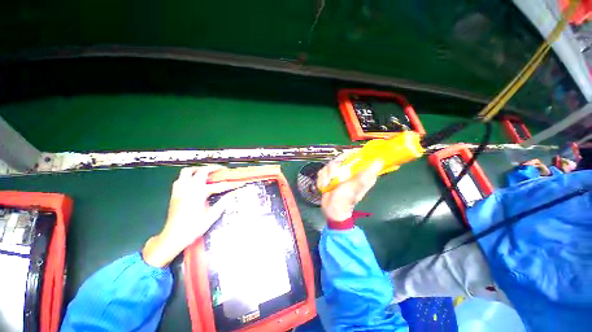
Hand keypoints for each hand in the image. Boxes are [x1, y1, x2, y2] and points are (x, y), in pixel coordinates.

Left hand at [142, 165, 243, 267]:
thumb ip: (223, 203)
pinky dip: (189, 176)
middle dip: (213, 168)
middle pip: (201, 171)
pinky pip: (181, 178)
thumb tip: (233, 195)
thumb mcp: (211, 216)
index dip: (230, 185)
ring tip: (207, 172)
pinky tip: (194, 181)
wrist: (173, 237)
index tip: (238, 184)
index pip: (218, 186)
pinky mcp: (175, 193)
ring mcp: (180, 189)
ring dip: (198, 169)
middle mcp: (188, 188)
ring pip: (187, 171)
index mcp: (199, 193)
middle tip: (222, 169)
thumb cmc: (193, 228)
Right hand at [317, 153, 382, 221]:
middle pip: (340, 158)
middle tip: (332, 178)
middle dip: (333, 169)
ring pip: (330, 164)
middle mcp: (351, 170)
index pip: (357, 154)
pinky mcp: (331, 176)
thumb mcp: (354, 188)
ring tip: (328, 186)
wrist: (331, 210)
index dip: (349, 154)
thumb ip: (364, 176)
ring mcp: (340, 172)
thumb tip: (379, 162)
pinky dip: (322, 179)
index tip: (341, 161)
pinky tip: (324, 186)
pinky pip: (323, 171)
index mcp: (361, 172)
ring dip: (326, 176)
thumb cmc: (345, 200)